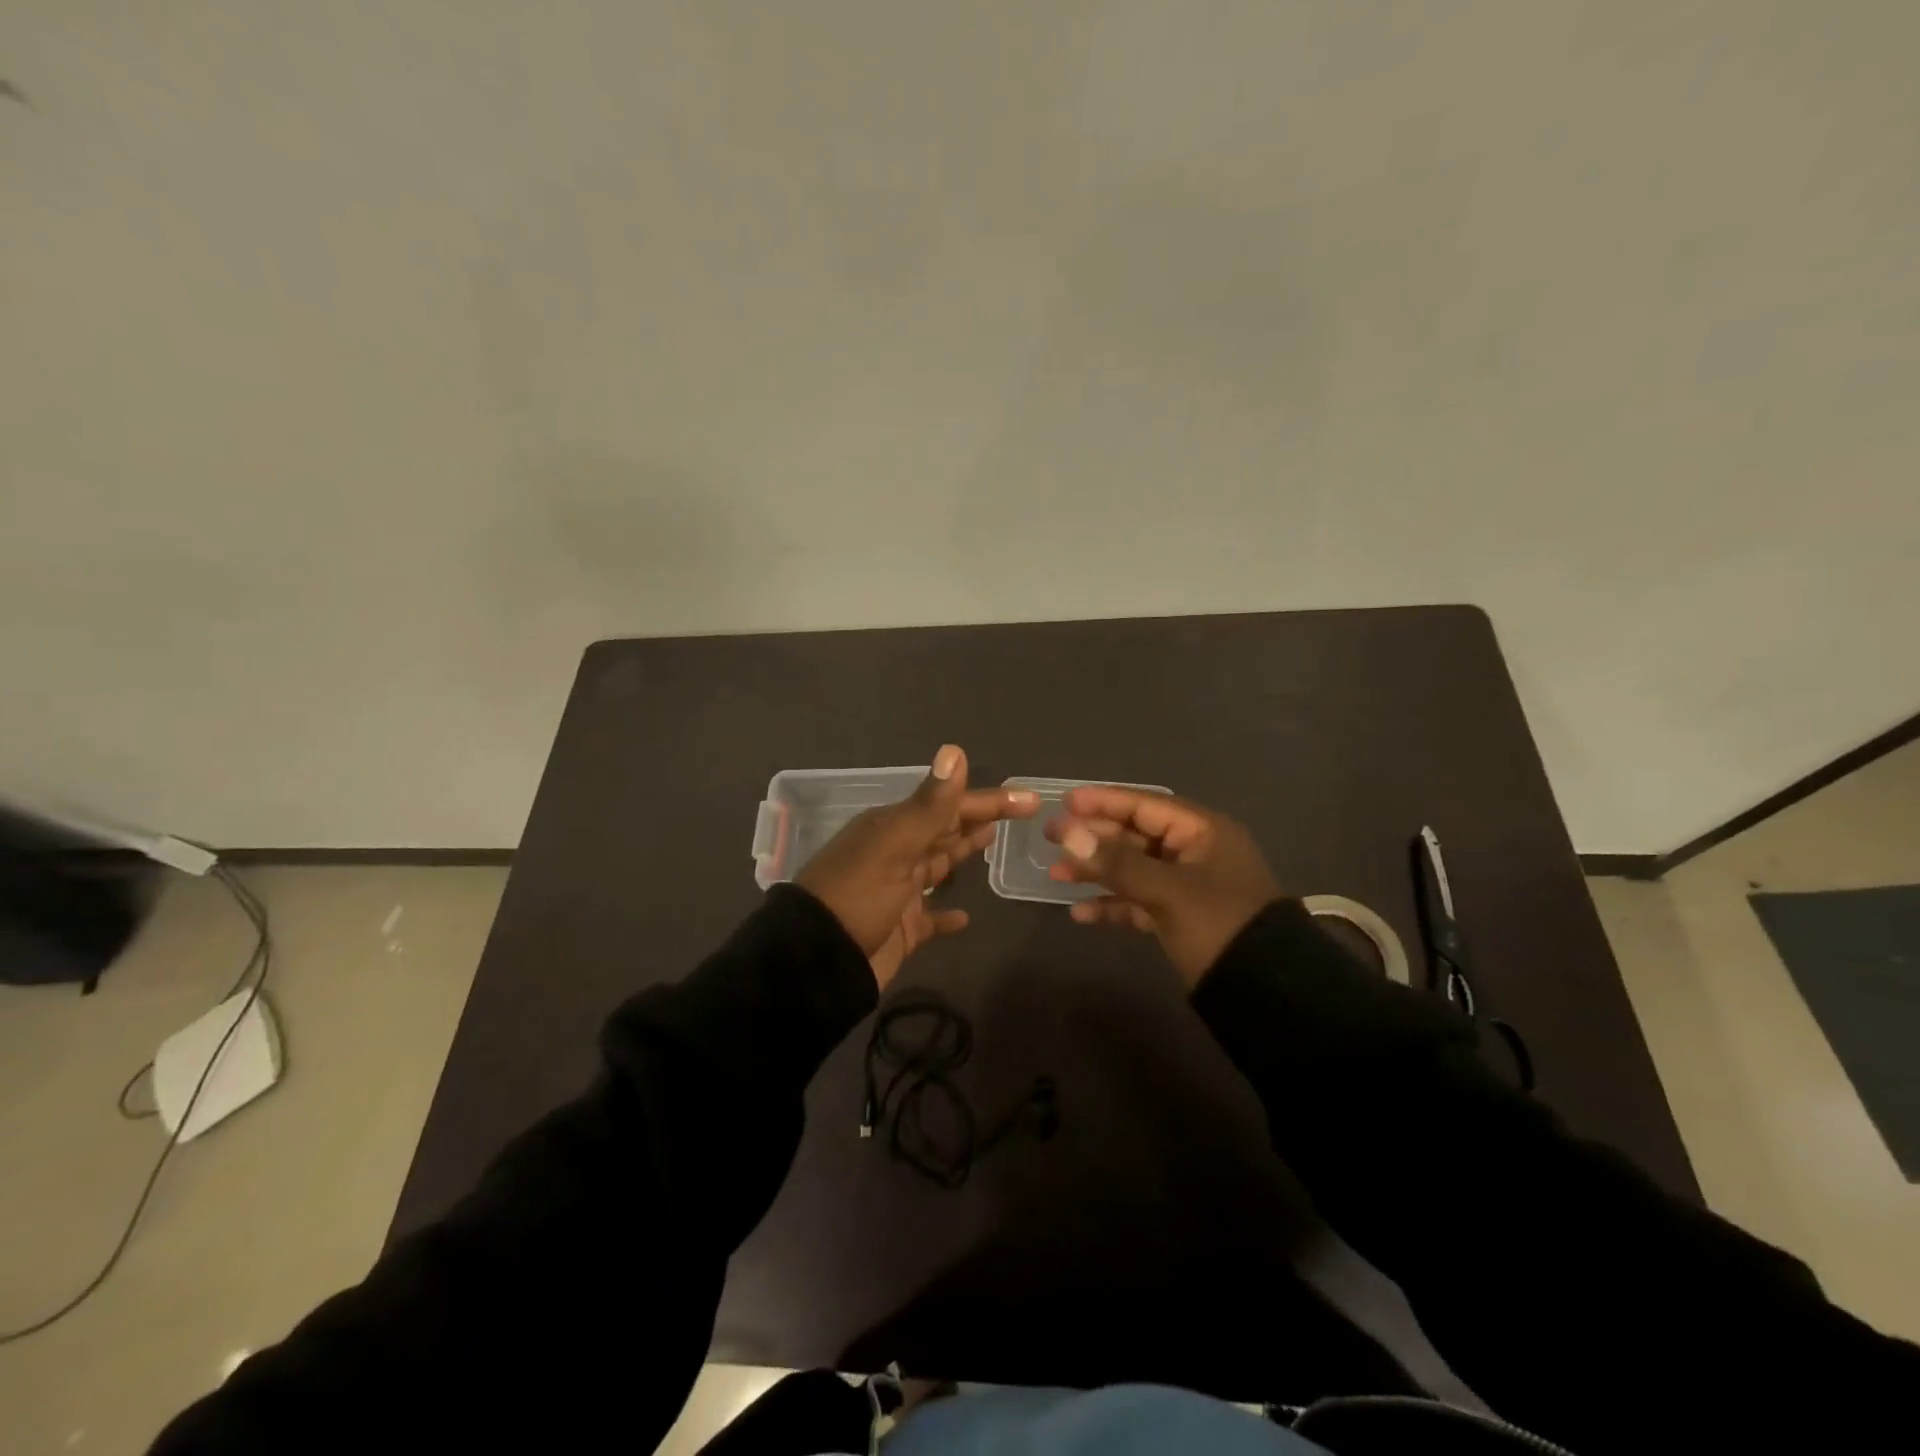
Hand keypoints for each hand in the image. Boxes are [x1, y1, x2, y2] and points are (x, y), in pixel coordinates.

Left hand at [798, 745, 1038, 989]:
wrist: (816, 962)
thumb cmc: (858, 896)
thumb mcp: (894, 845)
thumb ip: (930, 805)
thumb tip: (955, 751)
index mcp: (892, 829)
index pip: (949, 807)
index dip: (989, 801)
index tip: (1028, 800)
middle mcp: (895, 854)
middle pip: (945, 831)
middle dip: (978, 819)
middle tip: (1019, 813)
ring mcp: (897, 892)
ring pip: (937, 865)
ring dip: (962, 853)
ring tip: (993, 843)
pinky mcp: (900, 928)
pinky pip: (929, 918)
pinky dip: (946, 915)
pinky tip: (965, 917)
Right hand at [1047, 787, 1282, 988]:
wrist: (1267, 994)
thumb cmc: (1219, 925)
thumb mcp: (1168, 890)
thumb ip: (1117, 862)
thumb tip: (1068, 833)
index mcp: (1203, 832)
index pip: (1146, 805)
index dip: (1105, 802)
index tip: (1065, 802)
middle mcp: (1195, 852)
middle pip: (1136, 835)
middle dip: (1094, 838)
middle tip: (1051, 838)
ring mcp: (1188, 886)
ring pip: (1134, 869)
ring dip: (1097, 872)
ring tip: (1055, 875)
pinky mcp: (1181, 918)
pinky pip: (1140, 901)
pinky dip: (1113, 905)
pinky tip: (1081, 912)